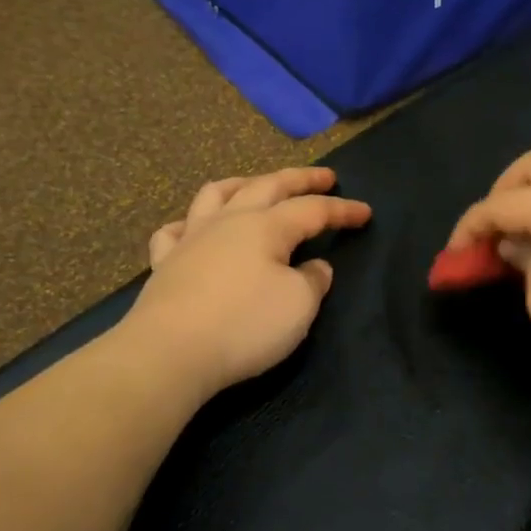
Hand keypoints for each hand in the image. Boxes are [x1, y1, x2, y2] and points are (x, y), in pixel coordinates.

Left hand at [123, 167, 371, 394]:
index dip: (342, 210)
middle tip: (323, 177)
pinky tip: (194, 228)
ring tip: (257, 184)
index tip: (366, 212)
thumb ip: (313, 281)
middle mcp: (228, 221)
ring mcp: (191, 239)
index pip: (313, 210)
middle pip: (268, 186)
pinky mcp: (165, 264)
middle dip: (300, 179)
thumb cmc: (244, 325)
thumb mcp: (298, 305)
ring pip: (216, 194)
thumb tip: (315, 267)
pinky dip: (189, 222)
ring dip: (243, 184)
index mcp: (266, 226)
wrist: (170, 353)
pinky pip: (174, 231)